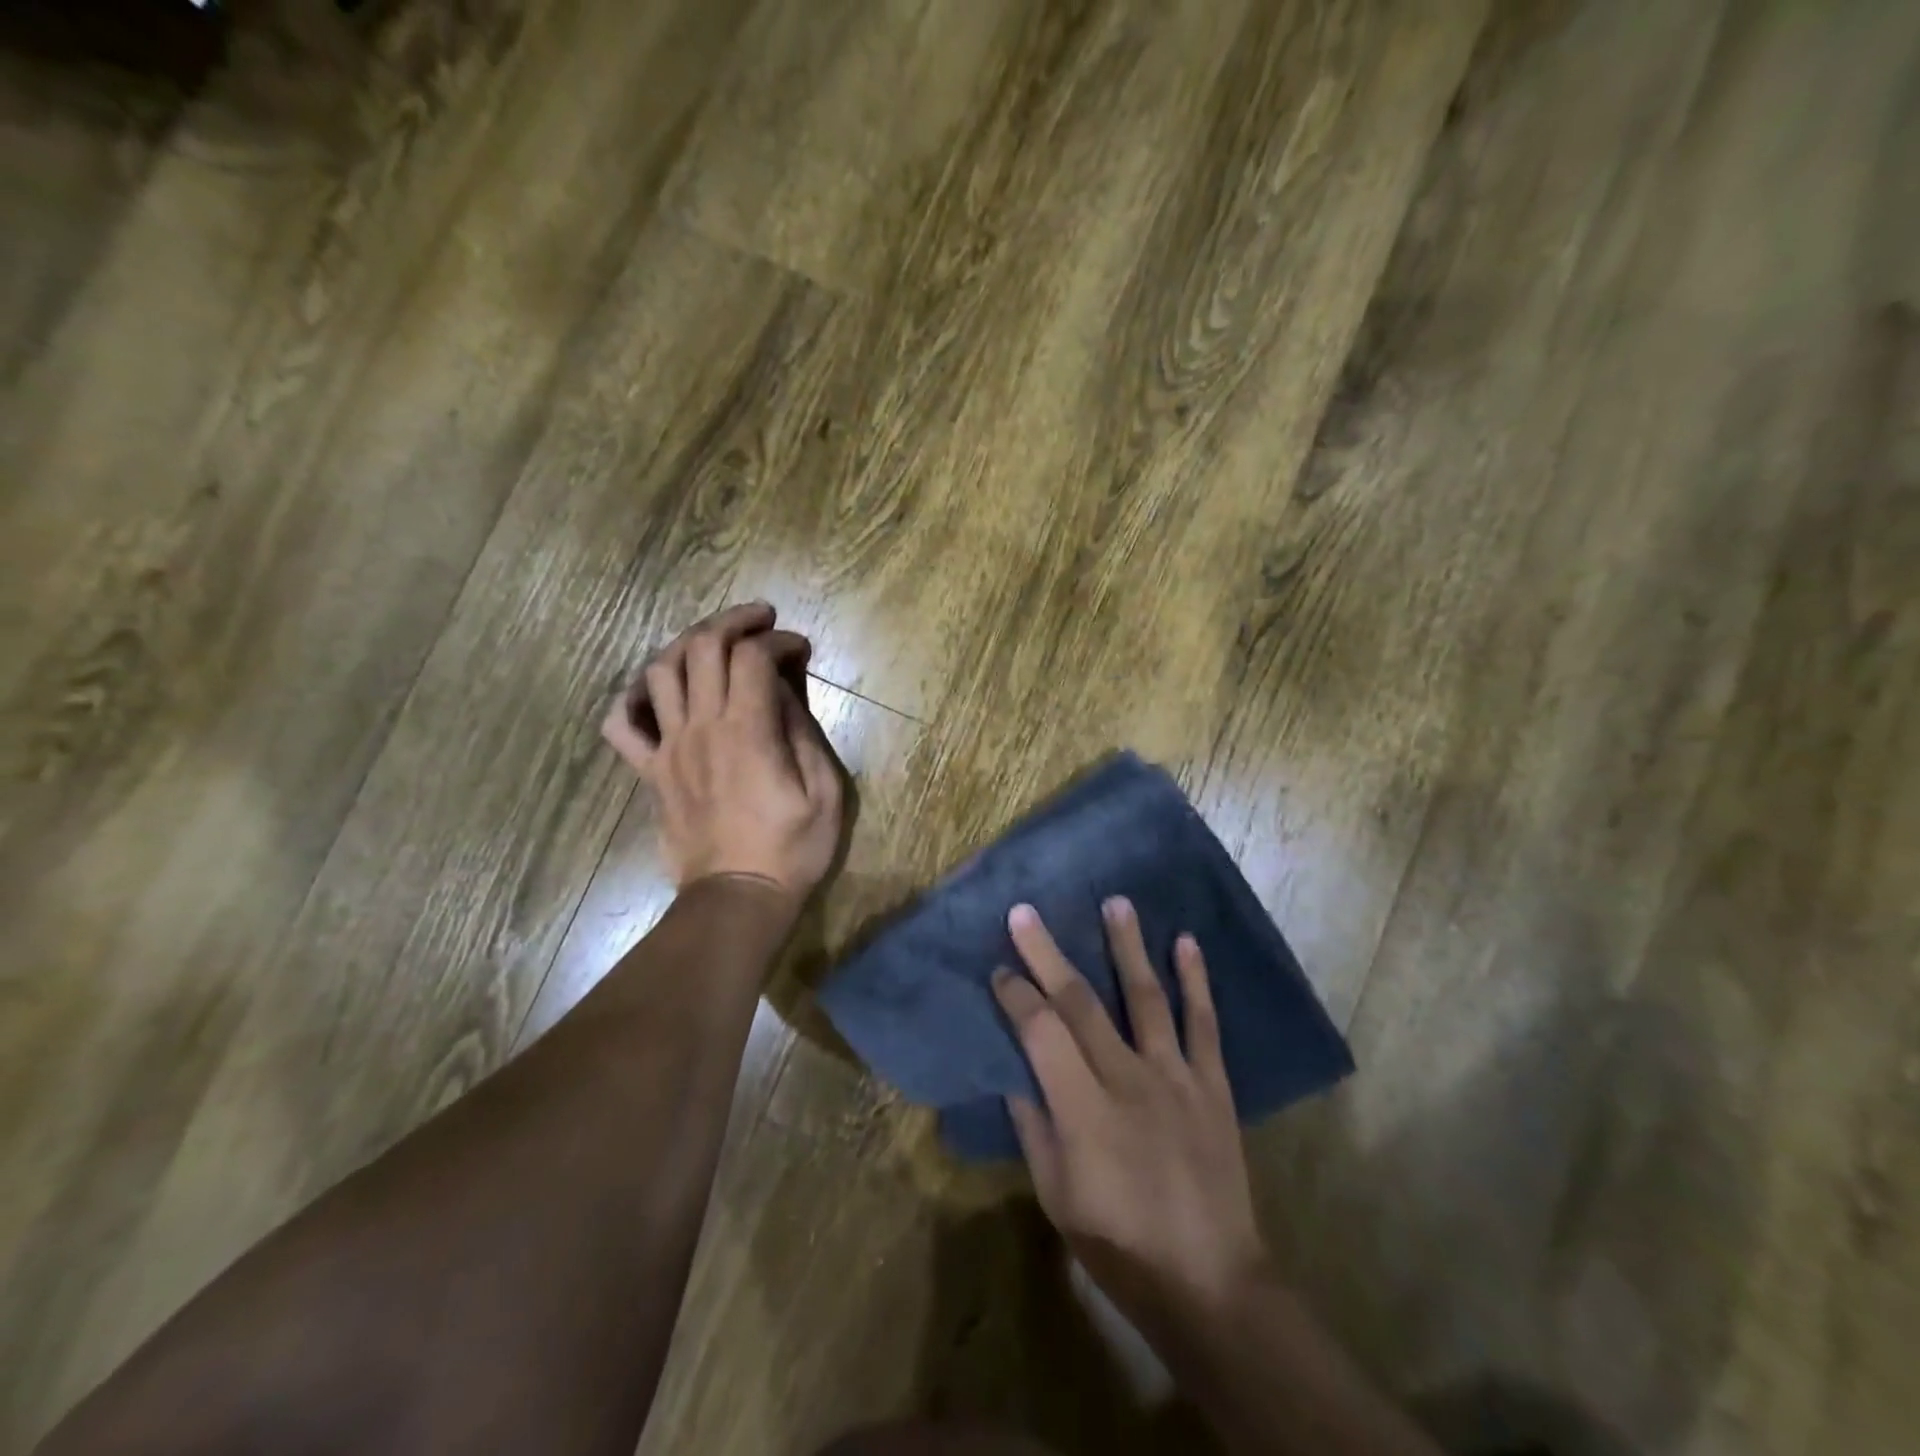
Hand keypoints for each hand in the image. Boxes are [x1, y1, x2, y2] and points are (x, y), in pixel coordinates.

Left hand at [602, 603, 842, 903]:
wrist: (738, 898)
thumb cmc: (792, 848)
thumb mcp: (824, 791)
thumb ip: (802, 732)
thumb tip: (784, 691)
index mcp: (748, 730)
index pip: (754, 656)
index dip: (779, 640)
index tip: (800, 648)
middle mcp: (701, 727)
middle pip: (702, 647)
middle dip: (734, 621)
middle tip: (761, 620)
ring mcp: (669, 748)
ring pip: (659, 671)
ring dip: (687, 644)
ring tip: (714, 644)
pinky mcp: (651, 772)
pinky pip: (621, 725)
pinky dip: (631, 699)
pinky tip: (656, 694)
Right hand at [992, 899, 1268, 1326]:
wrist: (1209, 1282)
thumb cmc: (1119, 1245)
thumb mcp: (1056, 1196)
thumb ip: (1034, 1128)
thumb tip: (1015, 1074)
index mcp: (1082, 1108)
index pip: (1040, 1032)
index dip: (1016, 995)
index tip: (999, 967)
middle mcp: (1127, 1078)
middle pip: (1081, 1002)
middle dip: (1048, 954)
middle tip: (1026, 911)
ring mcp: (1175, 1076)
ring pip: (1145, 997)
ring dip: (1127, 946)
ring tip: (1115, 902)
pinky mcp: (1211, 1084)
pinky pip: (1203, 1024)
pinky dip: (1196, 981)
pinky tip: (1187, 942)